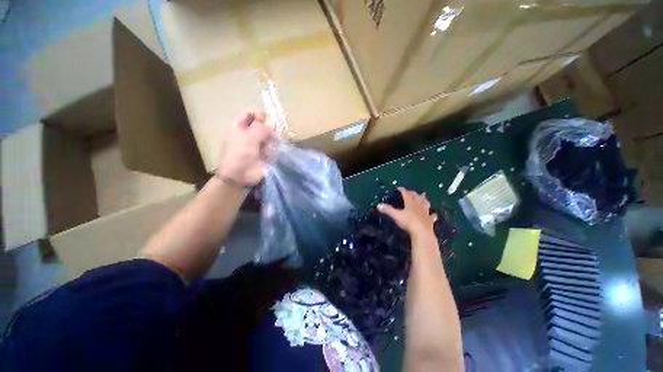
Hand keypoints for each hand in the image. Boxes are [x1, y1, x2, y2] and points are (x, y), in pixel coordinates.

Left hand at [217, 110, 274, 186]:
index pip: (250, 115)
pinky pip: (273, 149)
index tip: (266, 120)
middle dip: (268, 130)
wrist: (239, 176)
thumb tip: (273, 122)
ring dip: (271, 141)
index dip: (258, 115)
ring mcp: (258, 145)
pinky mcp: (265, 155)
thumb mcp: (249, 138)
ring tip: (269, 148)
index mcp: (240, 127)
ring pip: (270, 138)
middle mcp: (250, 135)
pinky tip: (269, 155)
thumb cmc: (240, 154)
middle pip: (262, 126)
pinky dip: (273, 151)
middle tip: (272, 134)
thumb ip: (262, 128)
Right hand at [378, 187, 437, 239]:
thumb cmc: (408, 223)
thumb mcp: (396, 216)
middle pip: (416, 197)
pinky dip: (432, 214)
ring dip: (423, 199)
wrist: (422, 233)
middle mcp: (419, 206)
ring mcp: (425, 213)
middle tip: (409, 192)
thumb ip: (388, 210)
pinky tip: (433, 214)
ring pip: (425, 203)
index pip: (406, 194)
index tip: (399, 188)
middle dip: (413, 193)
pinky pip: (432, 216)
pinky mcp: (430, 220)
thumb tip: (378, 205)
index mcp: (410, 203)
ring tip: (422, 197)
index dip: (402, 190)